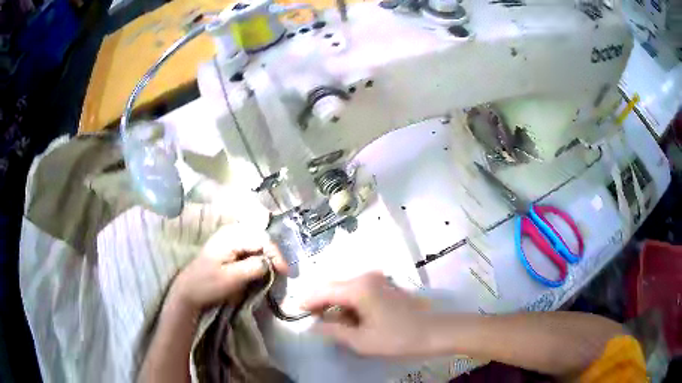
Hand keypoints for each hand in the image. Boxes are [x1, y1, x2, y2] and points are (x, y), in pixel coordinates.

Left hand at [169, 225, 288, 313]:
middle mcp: (231, 231)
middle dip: (274, 254)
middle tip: (283, 271)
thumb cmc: (208, 285)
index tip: (285, 272)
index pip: (263, 239)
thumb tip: (271, 262)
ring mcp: (229, 238)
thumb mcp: (232, 279)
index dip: (277, 254)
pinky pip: (250, 247)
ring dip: (267, 255)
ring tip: (276, 270)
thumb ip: (254, 267)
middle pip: (261, 238)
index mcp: (231, 236)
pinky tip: (262, 267)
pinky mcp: (229, 247)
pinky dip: (259, 257)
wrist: (189, 291)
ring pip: (257, 242)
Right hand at [302, 272, 435, 357]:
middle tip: (310, 320)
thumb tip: (314, 325)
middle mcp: (365, 277)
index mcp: (358, 287)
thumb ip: (333, 330)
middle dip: (319, 302)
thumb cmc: (398, 338)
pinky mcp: (384, 286)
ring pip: (345, 289)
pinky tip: (347, 318)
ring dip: (334, 304)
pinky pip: (357, 291)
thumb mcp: (361, 340)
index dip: (306, 301)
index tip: (294, 312)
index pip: (322, 290)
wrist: (435, 331)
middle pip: (332, 286)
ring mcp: (377, 280)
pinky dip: (347, 303)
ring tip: (327, 322)